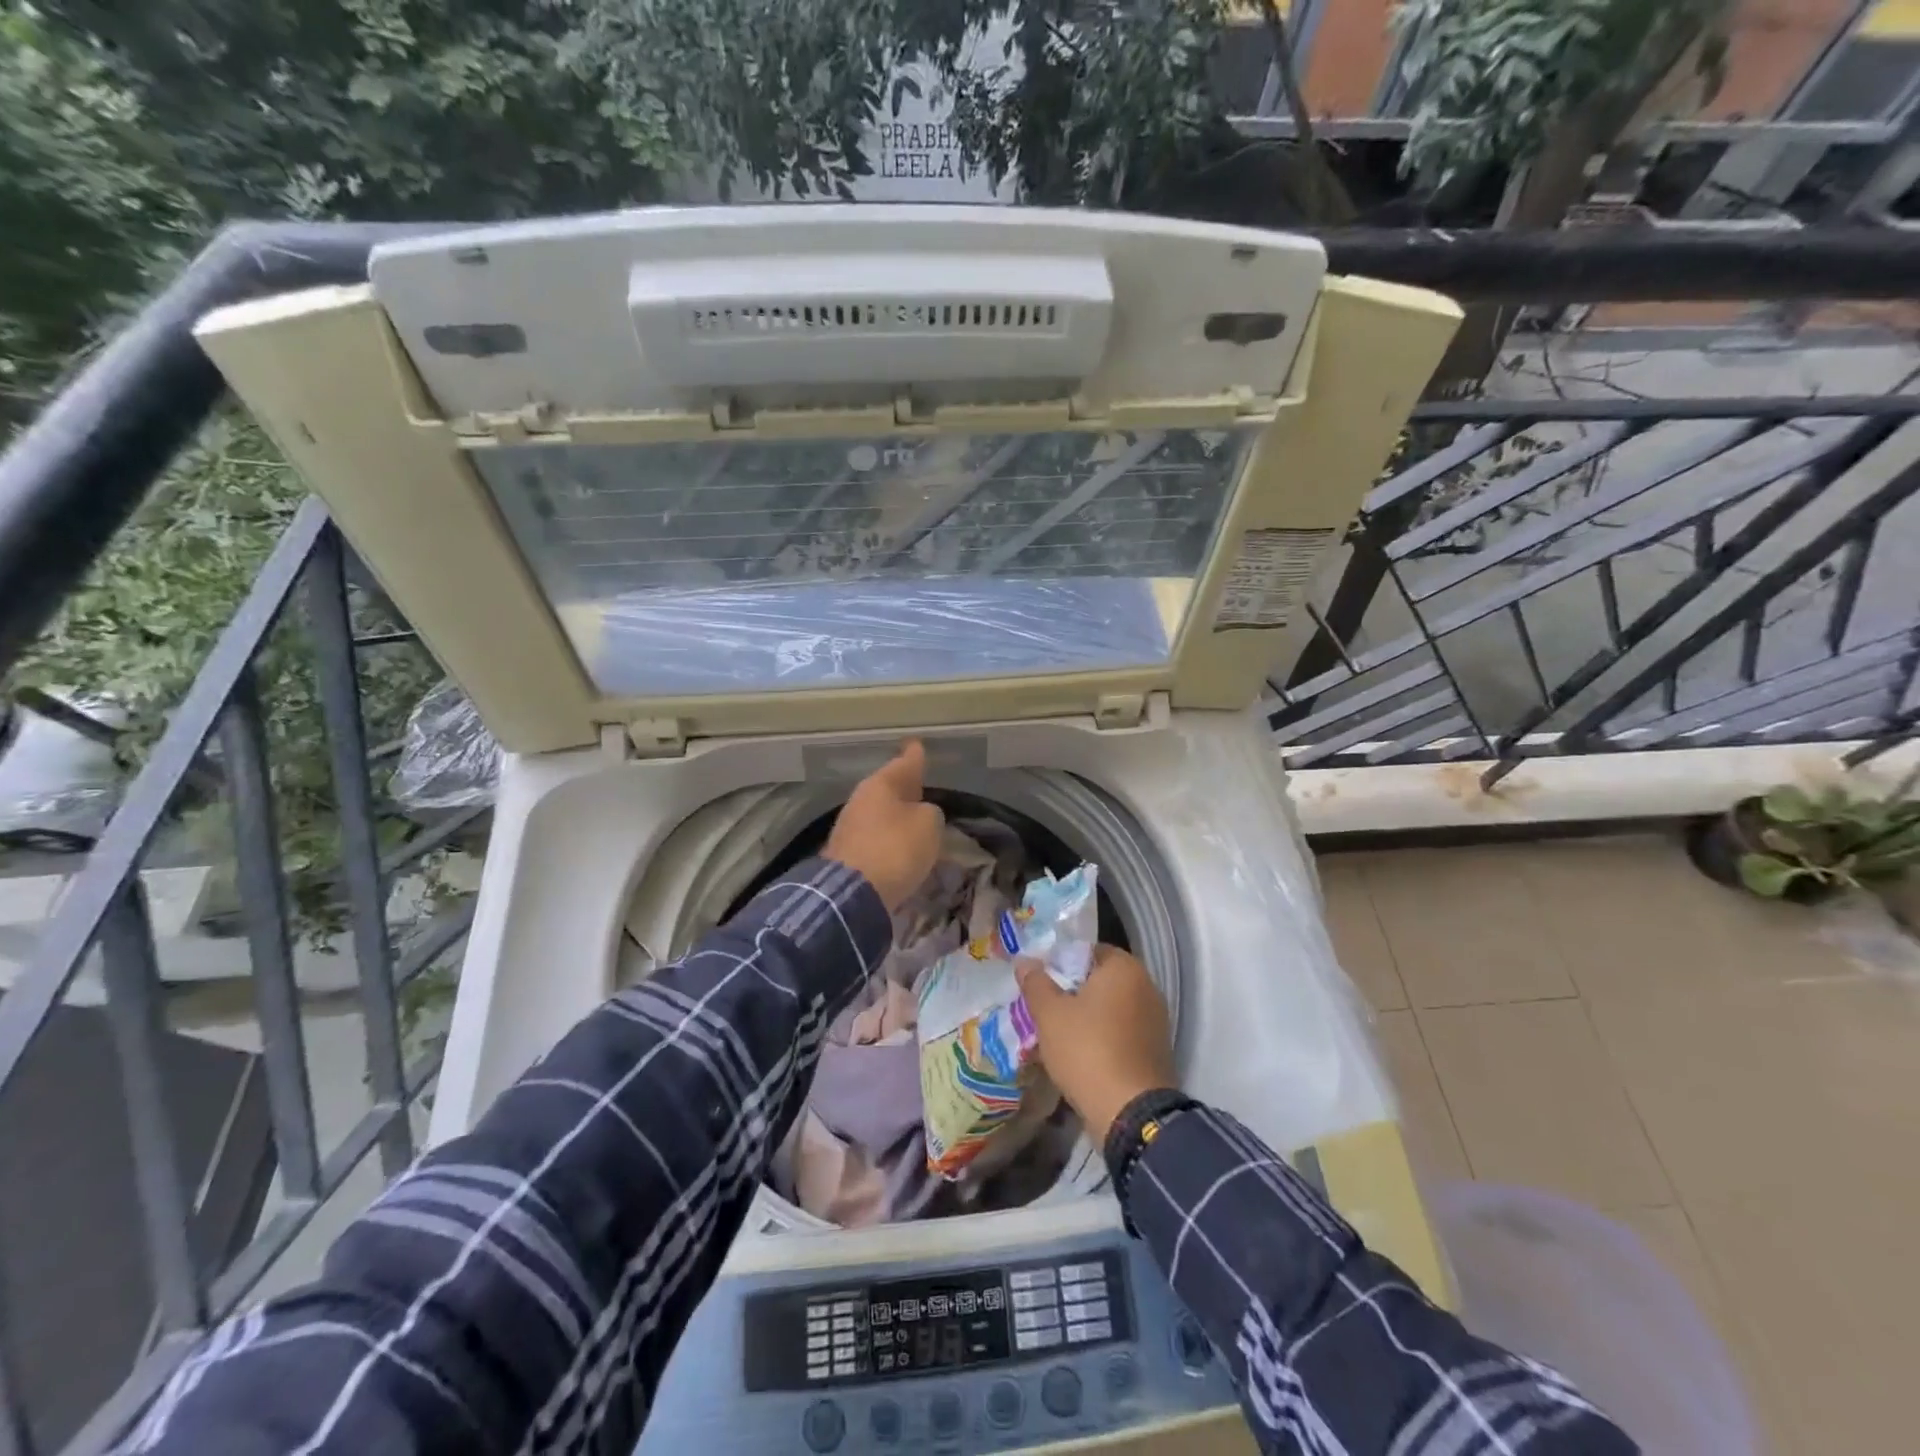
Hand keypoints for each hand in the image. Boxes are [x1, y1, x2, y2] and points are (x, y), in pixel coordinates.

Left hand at [824, 740, 944, 912]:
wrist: (851, 895)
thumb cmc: (895, 849)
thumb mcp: (929, 825)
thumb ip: (930, 813)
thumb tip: (921, 814)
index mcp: (881, 784)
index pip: (904, 762)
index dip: (915, 755)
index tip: (917, 744)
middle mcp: (862, 800)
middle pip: (890, 789)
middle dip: (906, 789)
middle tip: (923, 788)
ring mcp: (850, 827)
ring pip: (882, 814)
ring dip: (898, 818)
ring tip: (917, 822)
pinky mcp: (848, 855)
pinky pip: (877, 839)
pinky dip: (890, 840)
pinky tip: (902, 849)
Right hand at [1016, 945, 1176, 1144]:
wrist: (1131, 1113)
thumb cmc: (1087, 1050)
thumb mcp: (1050, 1014)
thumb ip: (1036, 983)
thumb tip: (1025, 961)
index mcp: (1125, 968)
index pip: (1087, 950)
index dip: (1060, 962)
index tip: (1040, 982)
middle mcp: (1147, 986)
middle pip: (1100, 980)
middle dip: (1073, 991)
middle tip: (1045, 1008)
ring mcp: (1156, 1019)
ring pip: (1111, 1008)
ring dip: (1088, 1017)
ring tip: (1059, 1034)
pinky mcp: (1156, 1049)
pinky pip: (1123, 1032)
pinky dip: (1104, 1037)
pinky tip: (1083, 1055)